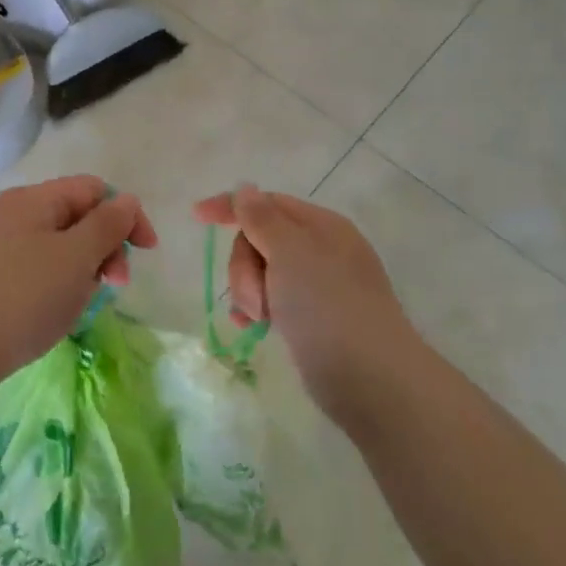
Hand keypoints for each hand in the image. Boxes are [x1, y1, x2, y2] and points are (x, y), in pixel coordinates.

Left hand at [0, 176, 157, 386]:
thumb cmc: (24, 299)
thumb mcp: (76, 258)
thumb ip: (107, 224)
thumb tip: (126, 200)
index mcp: (32, 199)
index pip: (93, 189)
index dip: (126, 215)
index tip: (145, 253)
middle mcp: (9, 212)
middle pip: (75, 215)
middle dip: (104, 245)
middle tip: (114, 285)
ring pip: (55, 243)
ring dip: (81, 266)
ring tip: (80, 302)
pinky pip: (33, 264)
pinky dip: (54, 280)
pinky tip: (52, 309)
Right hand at [194, 185, 419, 429]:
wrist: (368, 376)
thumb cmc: (326, 305)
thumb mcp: (290, 252)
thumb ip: (262, 219)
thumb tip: (246, 188)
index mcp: (321, 226)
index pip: (268, 203)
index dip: (231, 206)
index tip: (196, 217)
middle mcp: (321, 250)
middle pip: (260, 239)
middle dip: (245, 264)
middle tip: (255, 294)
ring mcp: (317, 286)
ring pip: (262, 273)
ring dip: (249, 290)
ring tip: (257, 317)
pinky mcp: (311, 319)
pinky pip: (272, 301)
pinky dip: (257, 309)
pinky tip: (252, 327)